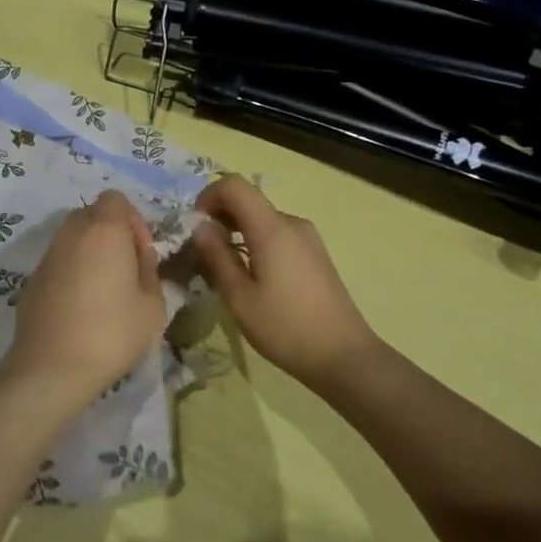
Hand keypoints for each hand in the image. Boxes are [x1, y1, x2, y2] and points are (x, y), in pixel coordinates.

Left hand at [6, 190, 167, 410]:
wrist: (52, 368)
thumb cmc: (111, 333)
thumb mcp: (153, 306)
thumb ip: (150, 272)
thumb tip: (139, 260)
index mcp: (104, 231)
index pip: (115, 198)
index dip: (132, 220)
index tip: (140, 253)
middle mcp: (71, 234)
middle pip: (91, 214)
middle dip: (110, 233)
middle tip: (124, 269)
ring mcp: (47, 256)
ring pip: (72, 238)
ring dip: (89, 252)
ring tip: (103, 290)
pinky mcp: (31, 280)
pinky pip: (58, 262)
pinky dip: (71, 272)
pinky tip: (79, 308)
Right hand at [190, 176, 376, 390]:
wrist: (344, 356)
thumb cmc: (285, 327)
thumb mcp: (239, 297)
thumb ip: (216, 256)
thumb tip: (199, 227)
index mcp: (272, 228)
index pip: (234, 185)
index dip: (208, 196)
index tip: (196, 227)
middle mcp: (292, 223)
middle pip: (248, 202)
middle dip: (220, 218)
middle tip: (202, 253)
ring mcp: (308, 238)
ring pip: (262, 220)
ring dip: (237, 233)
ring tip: (225, 270)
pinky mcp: (315, 254)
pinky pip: (278, 235)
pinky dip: (256, 243)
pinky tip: (252, 278)